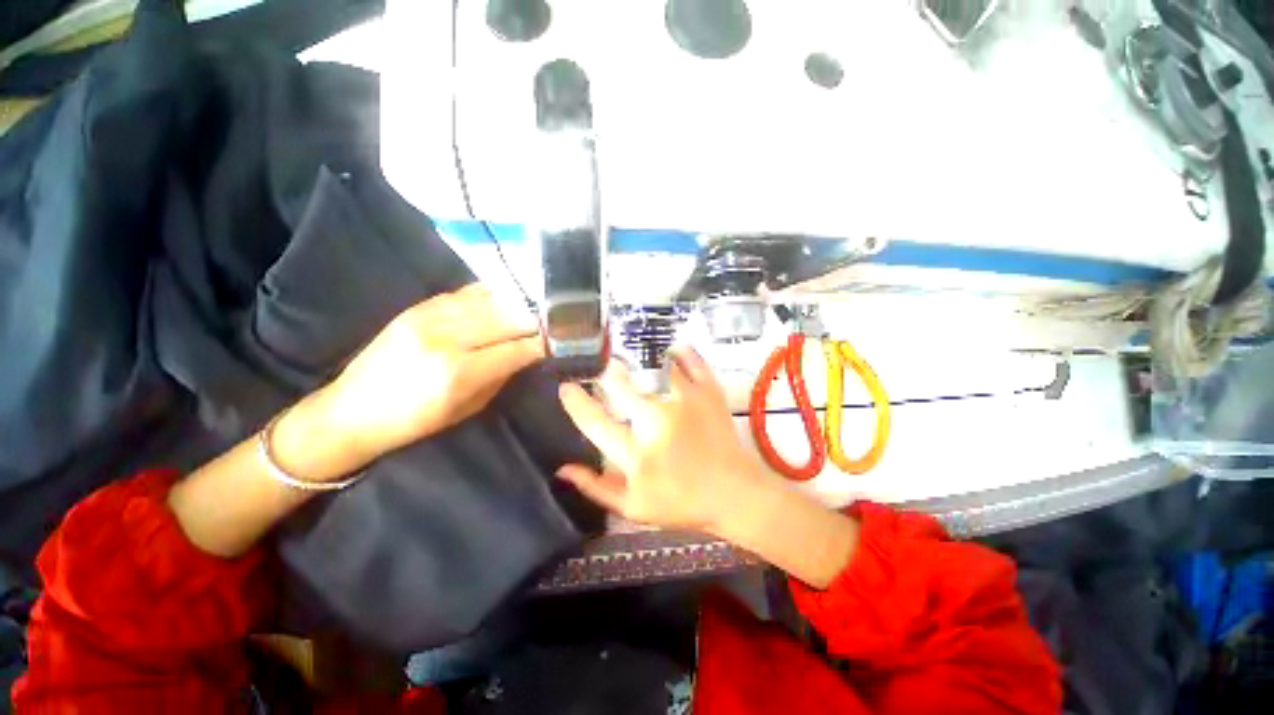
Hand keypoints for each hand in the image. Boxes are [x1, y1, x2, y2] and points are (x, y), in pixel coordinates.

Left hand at [321, 284, 543, 461]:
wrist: (352, 410)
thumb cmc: (416, 421)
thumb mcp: (469, 407)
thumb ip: (502, 374)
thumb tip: (529, 351)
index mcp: (460, 373)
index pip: (519, 348)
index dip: (546, 342)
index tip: (565, 339)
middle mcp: (447, 339)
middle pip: (508, 317)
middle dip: (539, 318)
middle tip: (559, 319)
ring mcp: (429, 317)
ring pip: (490, 300)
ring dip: (520, 302)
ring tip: (540, 304)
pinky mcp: (418, 306)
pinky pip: (466, 293)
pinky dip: (493, 294)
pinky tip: (509, 295)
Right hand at [557, 348, 775, 535]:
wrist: (732, 494)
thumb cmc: (681, 502)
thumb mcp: (633, 507)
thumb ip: (596, 487)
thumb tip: (562, 468)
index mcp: (637, 454)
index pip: (596, 423)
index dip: (576, 403)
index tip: (565, 387)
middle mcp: (657, 423)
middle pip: (622, 387)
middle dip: (605, 373)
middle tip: (600, 366)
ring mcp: (685, 403)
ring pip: (655, 368)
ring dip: (639, 359)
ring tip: (629, 353)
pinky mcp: (708, 393)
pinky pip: (692, 362)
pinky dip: (682, 352)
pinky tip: (673, 348)